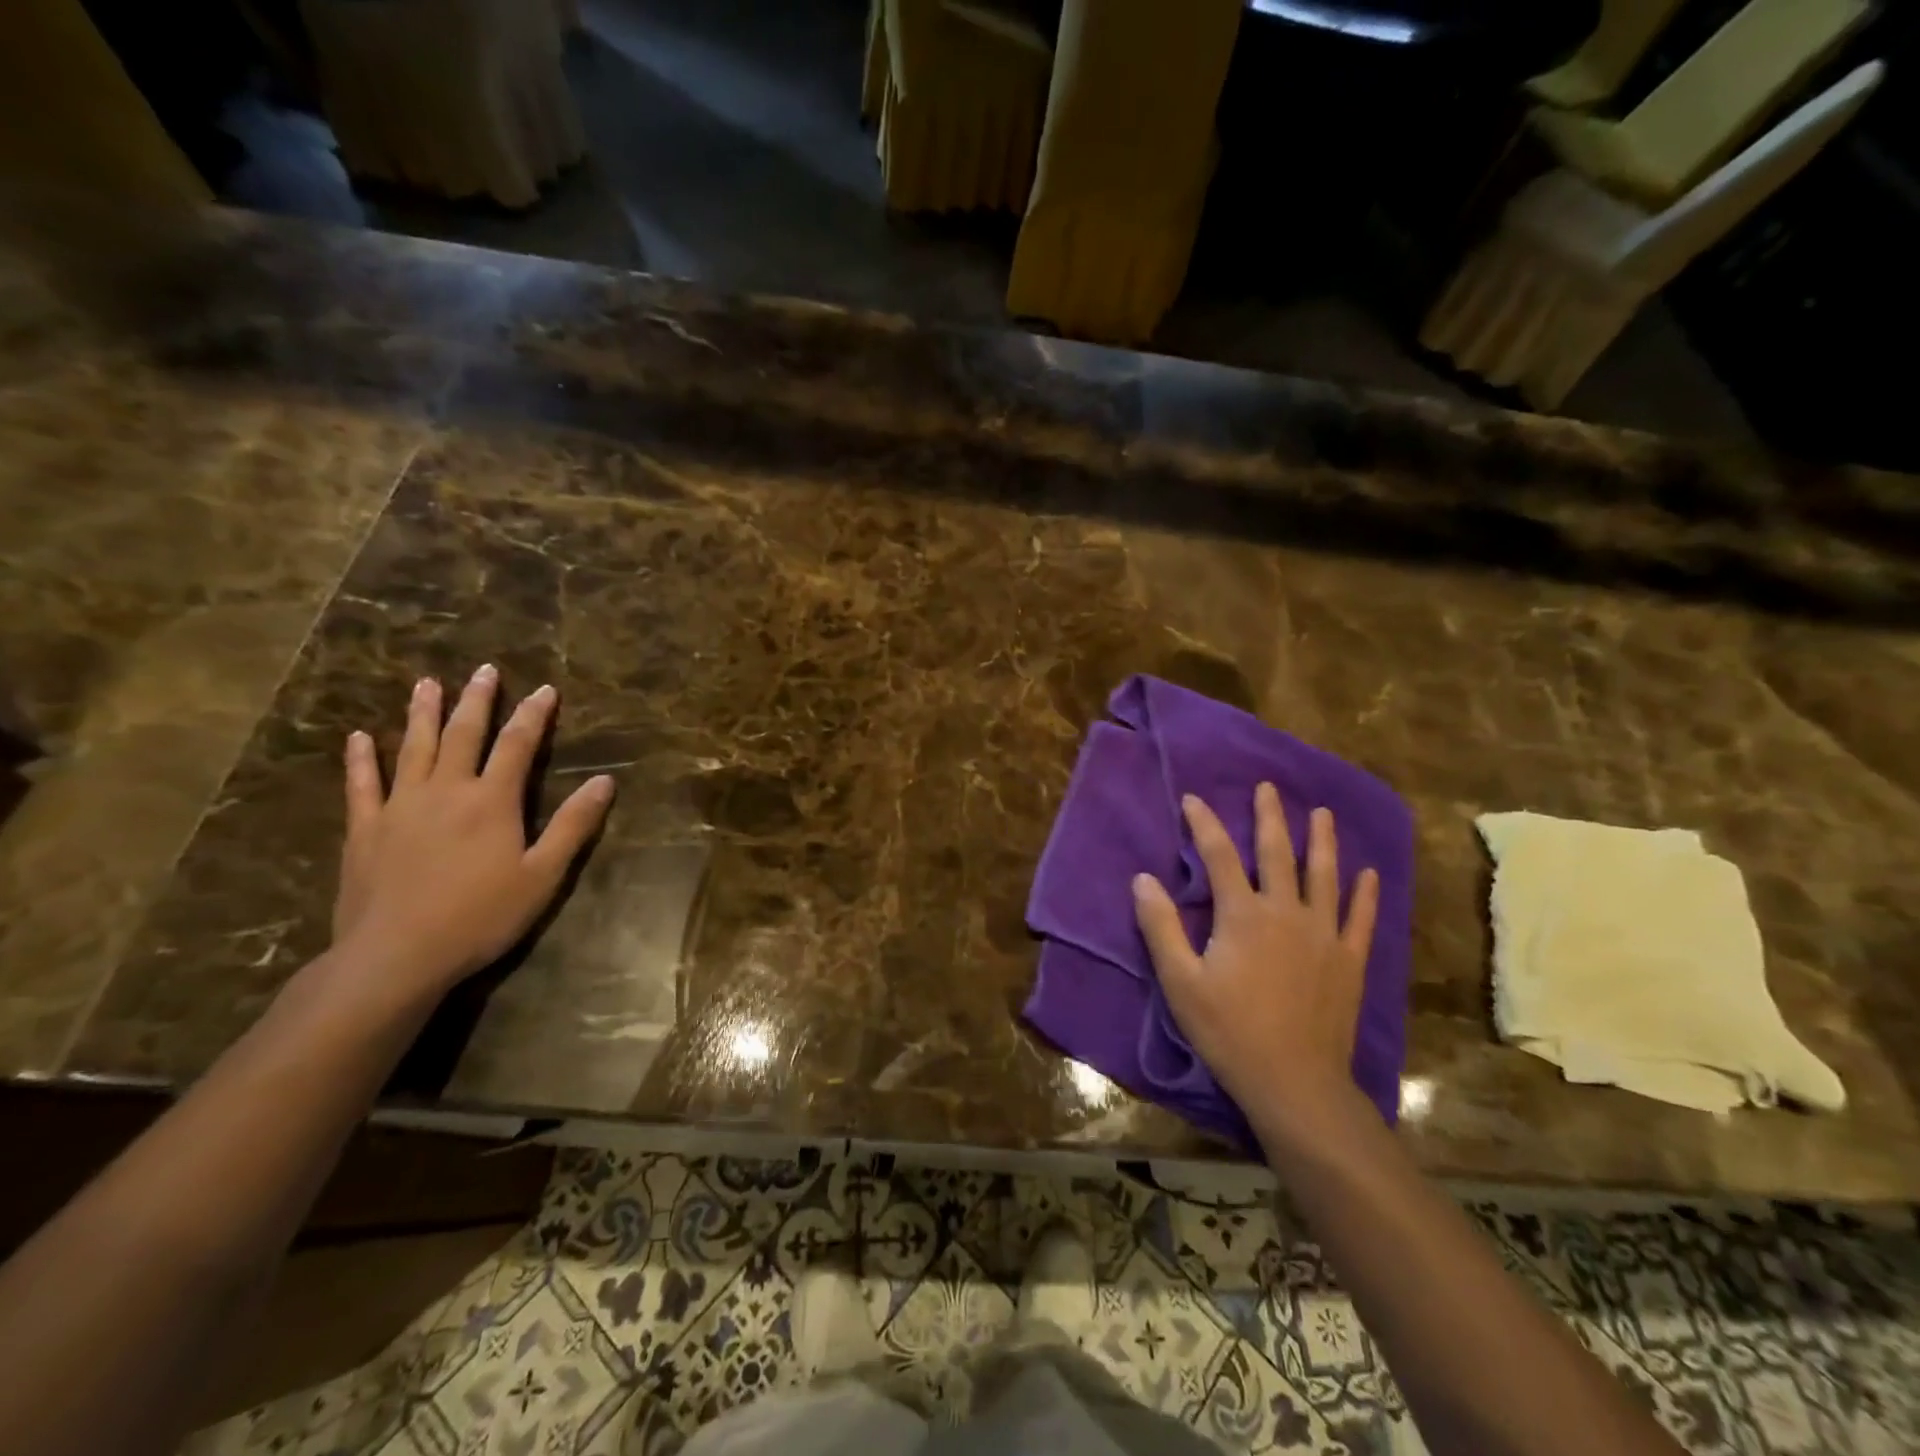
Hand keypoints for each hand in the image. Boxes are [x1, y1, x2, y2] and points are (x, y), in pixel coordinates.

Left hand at [331, 664, 615, 1003]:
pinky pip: (362, 785)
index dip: (534, 715)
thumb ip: (573, 825)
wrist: (396, 956)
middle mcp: (446, 791)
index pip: (518, 745)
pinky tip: (359, 738)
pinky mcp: (365, 830)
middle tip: (485, 670)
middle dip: (478, 701)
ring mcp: (400, 807)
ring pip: (413, 748)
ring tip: (426, 684)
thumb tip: (604, 782)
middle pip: (464, 735)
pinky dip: (361, 759)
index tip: (546, 689)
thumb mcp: (543, 875)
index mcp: (492, 801)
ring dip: (422, 714)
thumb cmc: (481, 917)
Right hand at [1132, 783, 1378, 1140]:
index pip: (1219, 857)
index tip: (1193, 799)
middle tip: (1268, 788)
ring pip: (1324, 876)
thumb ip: (1161, 926)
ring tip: (1321, 814)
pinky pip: (1360, 919)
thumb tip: (1143, 879)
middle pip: (1277, 854)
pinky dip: (1365, 894)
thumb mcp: (1180, 981)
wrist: (1294, 1082)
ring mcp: (1323, 935)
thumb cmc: (1229, 1030)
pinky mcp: (1349, 961)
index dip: (1204, 824)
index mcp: (1242, 915)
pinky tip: (1369, 874)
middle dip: (1269, 818)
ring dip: (1321, 842)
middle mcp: (1286, 913)